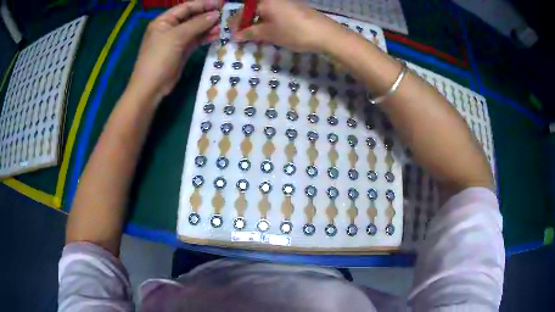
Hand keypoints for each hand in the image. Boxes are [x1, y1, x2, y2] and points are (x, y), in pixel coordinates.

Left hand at [129, 0, 220, 101]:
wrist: (151, 87)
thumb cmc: (159, 58)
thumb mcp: (176, 37)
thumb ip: (197, 24)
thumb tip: (216, 14)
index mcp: (164, 21)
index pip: (186, 7)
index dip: (203, 4)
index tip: (221, 4)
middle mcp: (170, 28)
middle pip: (192, 17)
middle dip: (208, 15)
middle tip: (227, 15)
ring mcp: (177, 40)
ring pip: (196, 29)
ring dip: (209, 26)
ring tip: (225, 25)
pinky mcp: (182, 51)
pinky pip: (196, 40)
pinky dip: (206, 37)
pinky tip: (217, 35)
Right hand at [231, 0, 340, 52]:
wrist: (325, 34)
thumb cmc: (294, 32)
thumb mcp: (269, 33)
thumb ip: (250, 33)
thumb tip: (235, 35)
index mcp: (265, 1)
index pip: (244, 9)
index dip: (237, 22)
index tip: (233, 34)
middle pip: (254, 8)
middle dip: (247, 21)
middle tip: (243, 34)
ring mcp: (286, 2)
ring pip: (265, 10)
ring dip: (258, 21)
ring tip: (256, 35)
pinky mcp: (295, 8)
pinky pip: (276, 12)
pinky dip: (269, 20)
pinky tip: (270, 30)